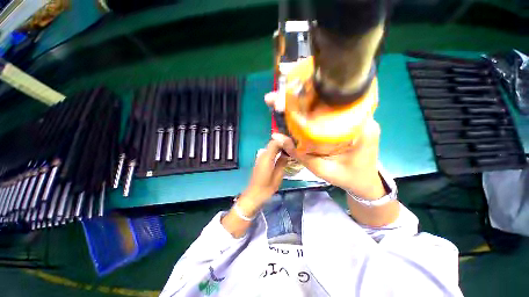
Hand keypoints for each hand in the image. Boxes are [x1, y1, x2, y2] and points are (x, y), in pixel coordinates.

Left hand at [221, 140, 287, 237]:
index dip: (284, 141)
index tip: (292, 144)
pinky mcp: (260, 161)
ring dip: (279, 148)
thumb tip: (287, 153)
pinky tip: (282, 157)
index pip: (275, 142)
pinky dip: (276, 152)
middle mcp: (262, 155)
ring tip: (289, 152)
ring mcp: (260, 158)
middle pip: (273, 143)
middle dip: (283, 144)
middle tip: (293, 148)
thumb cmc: (267, 188)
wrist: (254, 194)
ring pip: (271, 148)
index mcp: (267, 158)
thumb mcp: (278, 176)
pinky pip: (269, 153)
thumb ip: (282, 163)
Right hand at [266, 92, 384, 198]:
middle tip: (278, 98)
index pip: (335, 103)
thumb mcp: (322, 170)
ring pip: (328, 104)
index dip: (312, 96)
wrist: (365, 182)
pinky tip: (297, 110)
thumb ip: (300, 154)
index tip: (289, 94)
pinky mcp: (349, 121)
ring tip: (284, 101)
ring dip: (306, 101)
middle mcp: (362, 117)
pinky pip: (329, 112)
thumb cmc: (347, 178)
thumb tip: (277, 136)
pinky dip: (312, 110)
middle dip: (302, 96)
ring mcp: (356, 117)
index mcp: (362, 128)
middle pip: (329, 100)